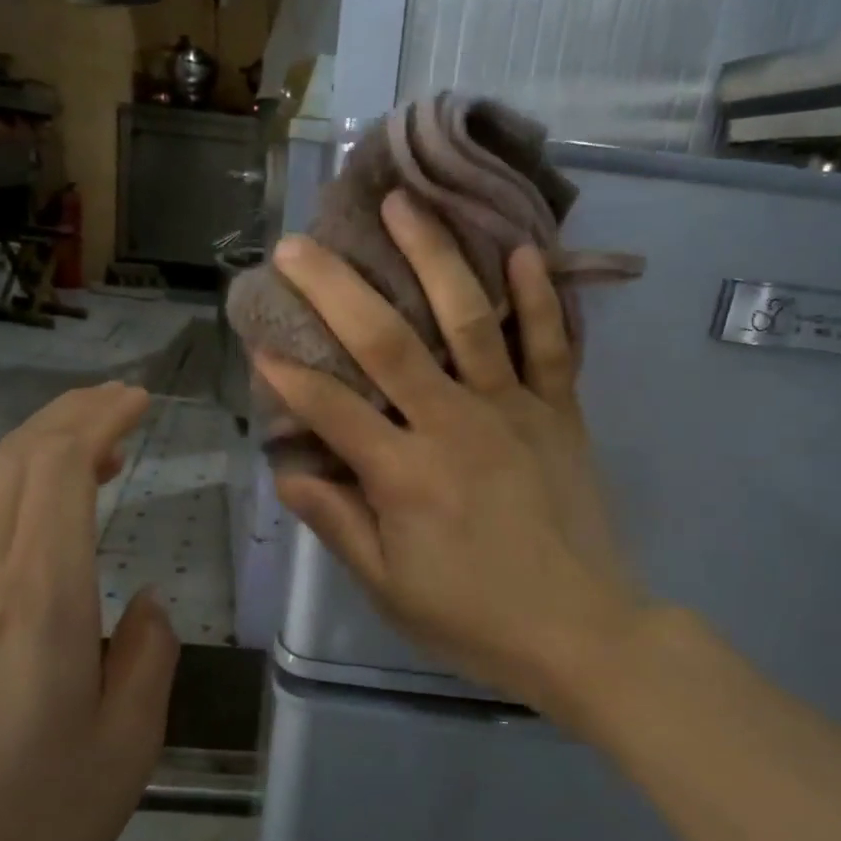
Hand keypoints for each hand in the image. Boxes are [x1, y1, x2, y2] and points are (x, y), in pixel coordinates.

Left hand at [0, 383, 178, 840]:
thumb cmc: (36, 818)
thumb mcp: (130, 740)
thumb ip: (149, 650)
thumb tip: (141, 601)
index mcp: (38, 598)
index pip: (58, 467)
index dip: (99, 417)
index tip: (140, 401)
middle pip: (17, 458)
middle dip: (71, 412)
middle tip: (122, 403)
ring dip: (43, 449)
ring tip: (99, 453)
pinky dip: (17, 492)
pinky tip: (45, 519)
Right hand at [258, 189, 641, 720]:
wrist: (582, 634)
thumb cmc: (474, 618)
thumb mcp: (389, 587)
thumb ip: (338, 523)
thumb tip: (288, 470)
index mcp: (405, 476)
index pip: (332, 410)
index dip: (288, 375)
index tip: (257, 340)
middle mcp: (453, 426)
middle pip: (387, 343)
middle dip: (335, 289)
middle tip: (297, 245)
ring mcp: (512, 410)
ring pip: (468, 320)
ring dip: (433, 257)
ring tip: (402, 205)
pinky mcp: (559, 412)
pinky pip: (551, 344)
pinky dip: (538, 295)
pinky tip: (518, 247)